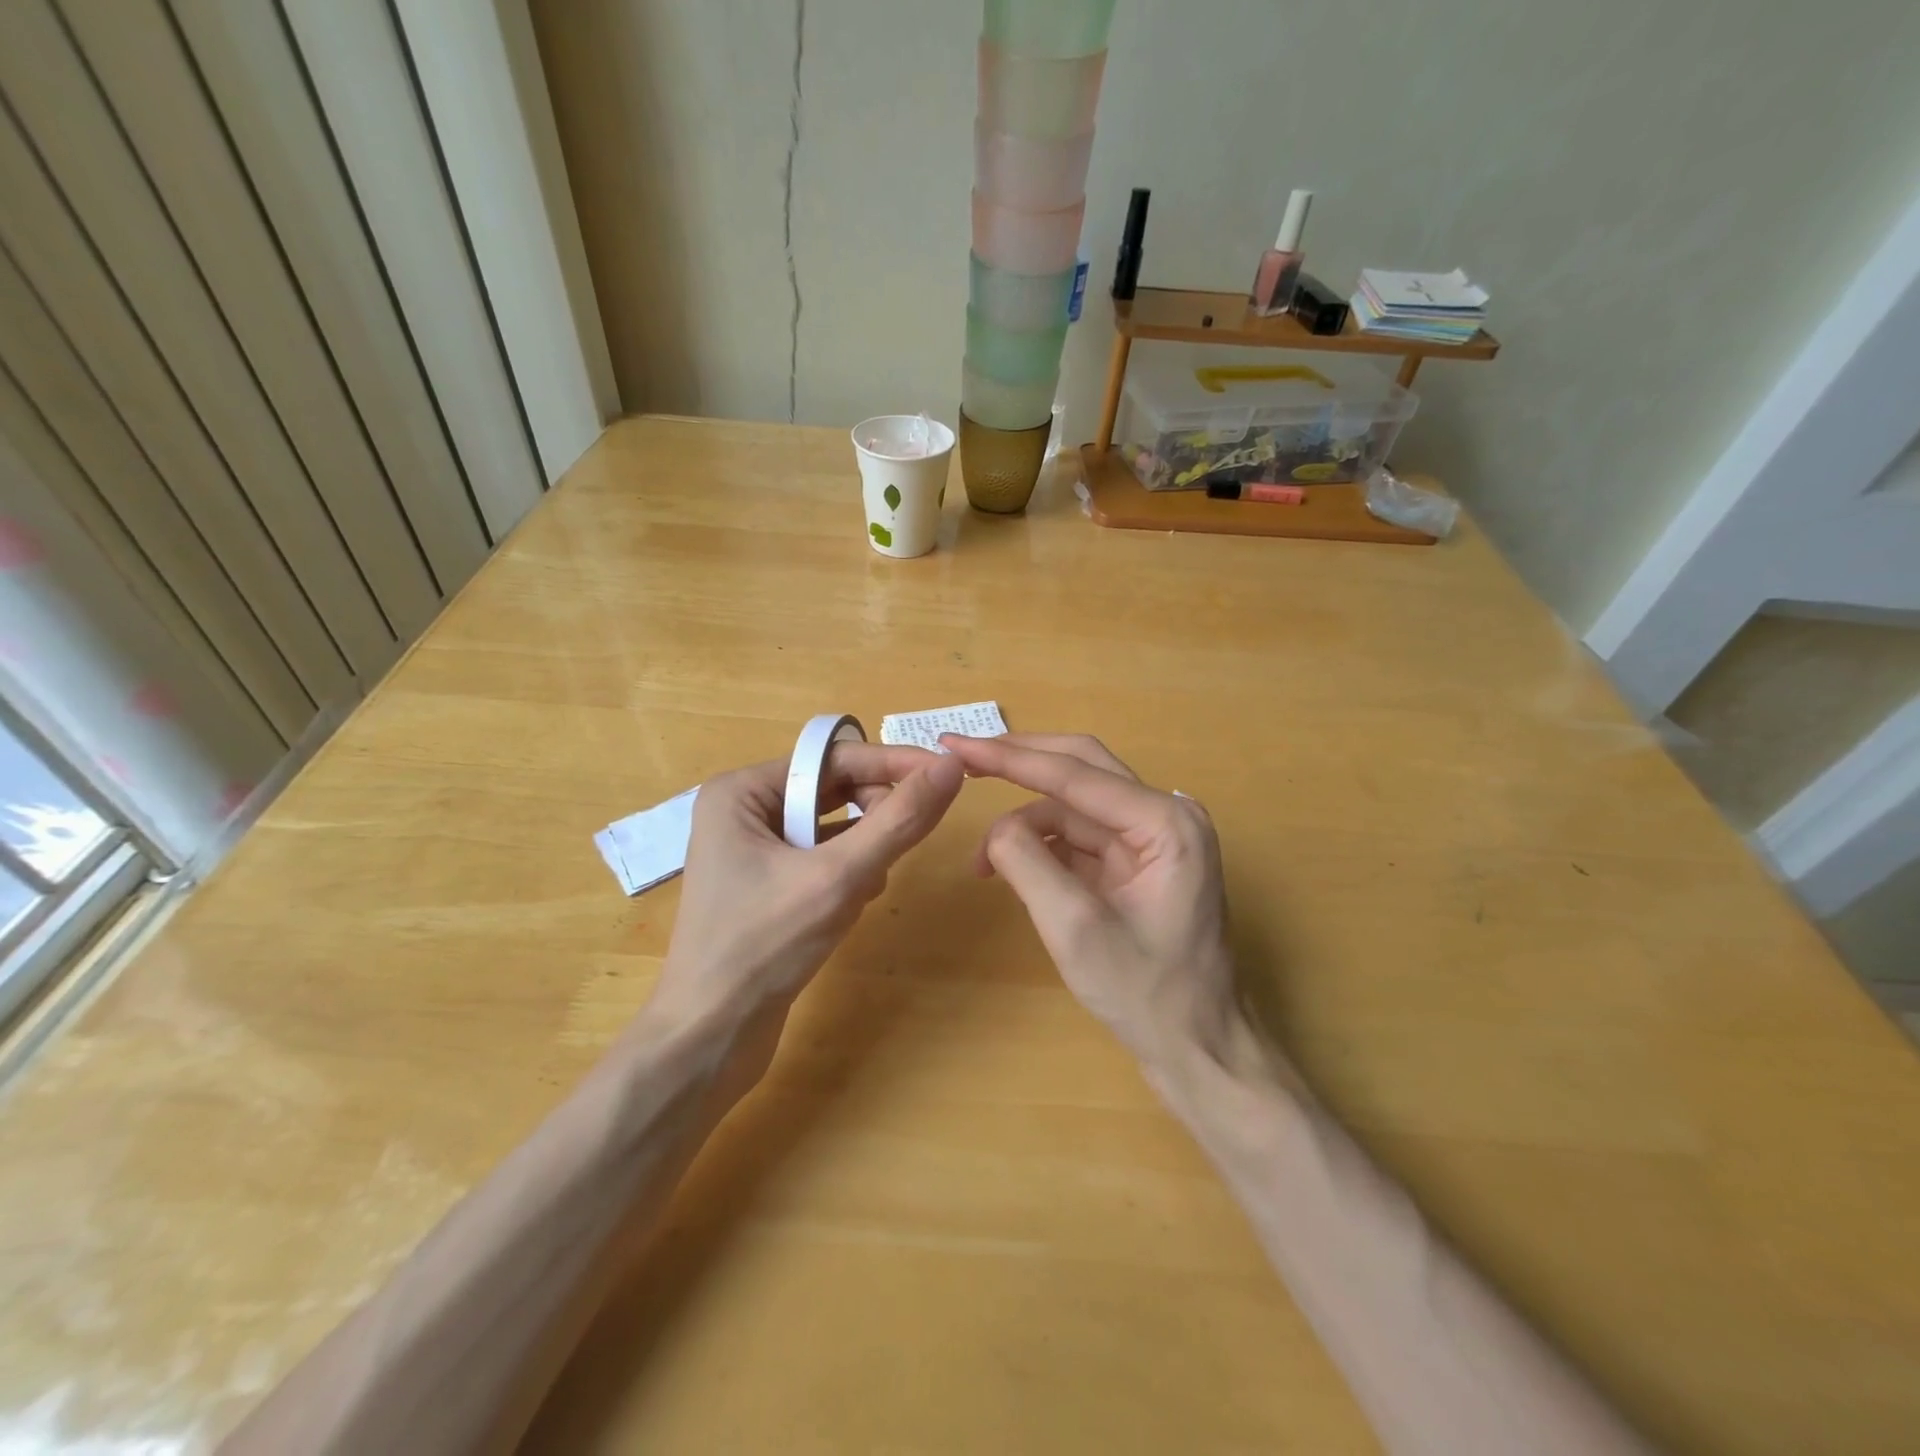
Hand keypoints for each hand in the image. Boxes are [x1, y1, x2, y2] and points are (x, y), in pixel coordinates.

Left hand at [645, 743, 963, 1071]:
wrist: (708, 1041)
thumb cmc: (763, 948)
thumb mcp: (838, 878)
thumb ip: (898, 820)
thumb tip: (950, 766)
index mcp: (742, 792)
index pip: (833, 758)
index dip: (893, 762)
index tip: (950, 771)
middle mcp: (743, 811)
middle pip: (832, 789)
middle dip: (874, 812)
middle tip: (904, 841)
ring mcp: (752, 851)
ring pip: (831, 826)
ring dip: (863, 847)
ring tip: (871, 883)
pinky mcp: (765, 886)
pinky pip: (820, 857)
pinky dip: (847, 871)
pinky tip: (858, 900)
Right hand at [940, 733, 1238, 1071]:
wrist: (1198, 1049)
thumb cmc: (1146, 994)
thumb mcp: (1075, 929)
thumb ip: (1028, 864)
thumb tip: (995, 829)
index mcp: (1165, 821)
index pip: (1073, 773)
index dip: (1008, 757)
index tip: (953, 745)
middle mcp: (1165, 814)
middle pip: (1079, 767)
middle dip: (1018, 763)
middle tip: (961, 760)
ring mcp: (1152, 837)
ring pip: (1074, 804)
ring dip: (1025, 822)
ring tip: (983, 864)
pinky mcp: (1137, 860)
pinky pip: (1080, 835)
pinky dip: (1041, 845)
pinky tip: (1012, 869)